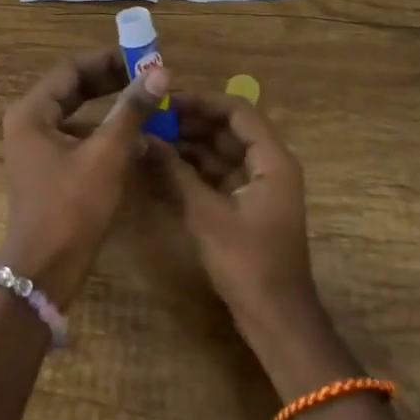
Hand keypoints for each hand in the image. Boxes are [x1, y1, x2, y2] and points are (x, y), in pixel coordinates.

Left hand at [0, 48, 169, 305]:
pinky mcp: (48, 169)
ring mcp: (37, 148)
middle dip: (111, 81)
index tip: (143, 58)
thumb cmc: (72, 207)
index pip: (72, 68)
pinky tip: (136, 140)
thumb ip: (131, 111)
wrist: (45, 271)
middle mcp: (29, 123)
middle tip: (149, 78)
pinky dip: (104, 134)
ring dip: (110, 108)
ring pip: (78, 114)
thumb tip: (159, 72)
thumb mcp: (107, 155)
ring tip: (148, 104)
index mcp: (32, 112)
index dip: (108, 60)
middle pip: (73, 89)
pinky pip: (78, 138)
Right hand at [146, 92, 322, 341]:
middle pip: (228, 129)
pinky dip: (193, 168)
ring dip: (189, 144)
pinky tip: (161, 166)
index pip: (237, 111)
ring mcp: (258, 187)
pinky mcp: (246, 206)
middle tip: (150, 118)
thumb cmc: (248, 263)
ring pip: (221, 152)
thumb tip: (143, 138)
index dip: (202, 101)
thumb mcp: (207, 214)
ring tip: (150, 138)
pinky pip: (218, 174)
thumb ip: (175, 172)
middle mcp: (269, 166)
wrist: (276, 320)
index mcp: (272, 160)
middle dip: (190, 122)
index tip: (166, 99)